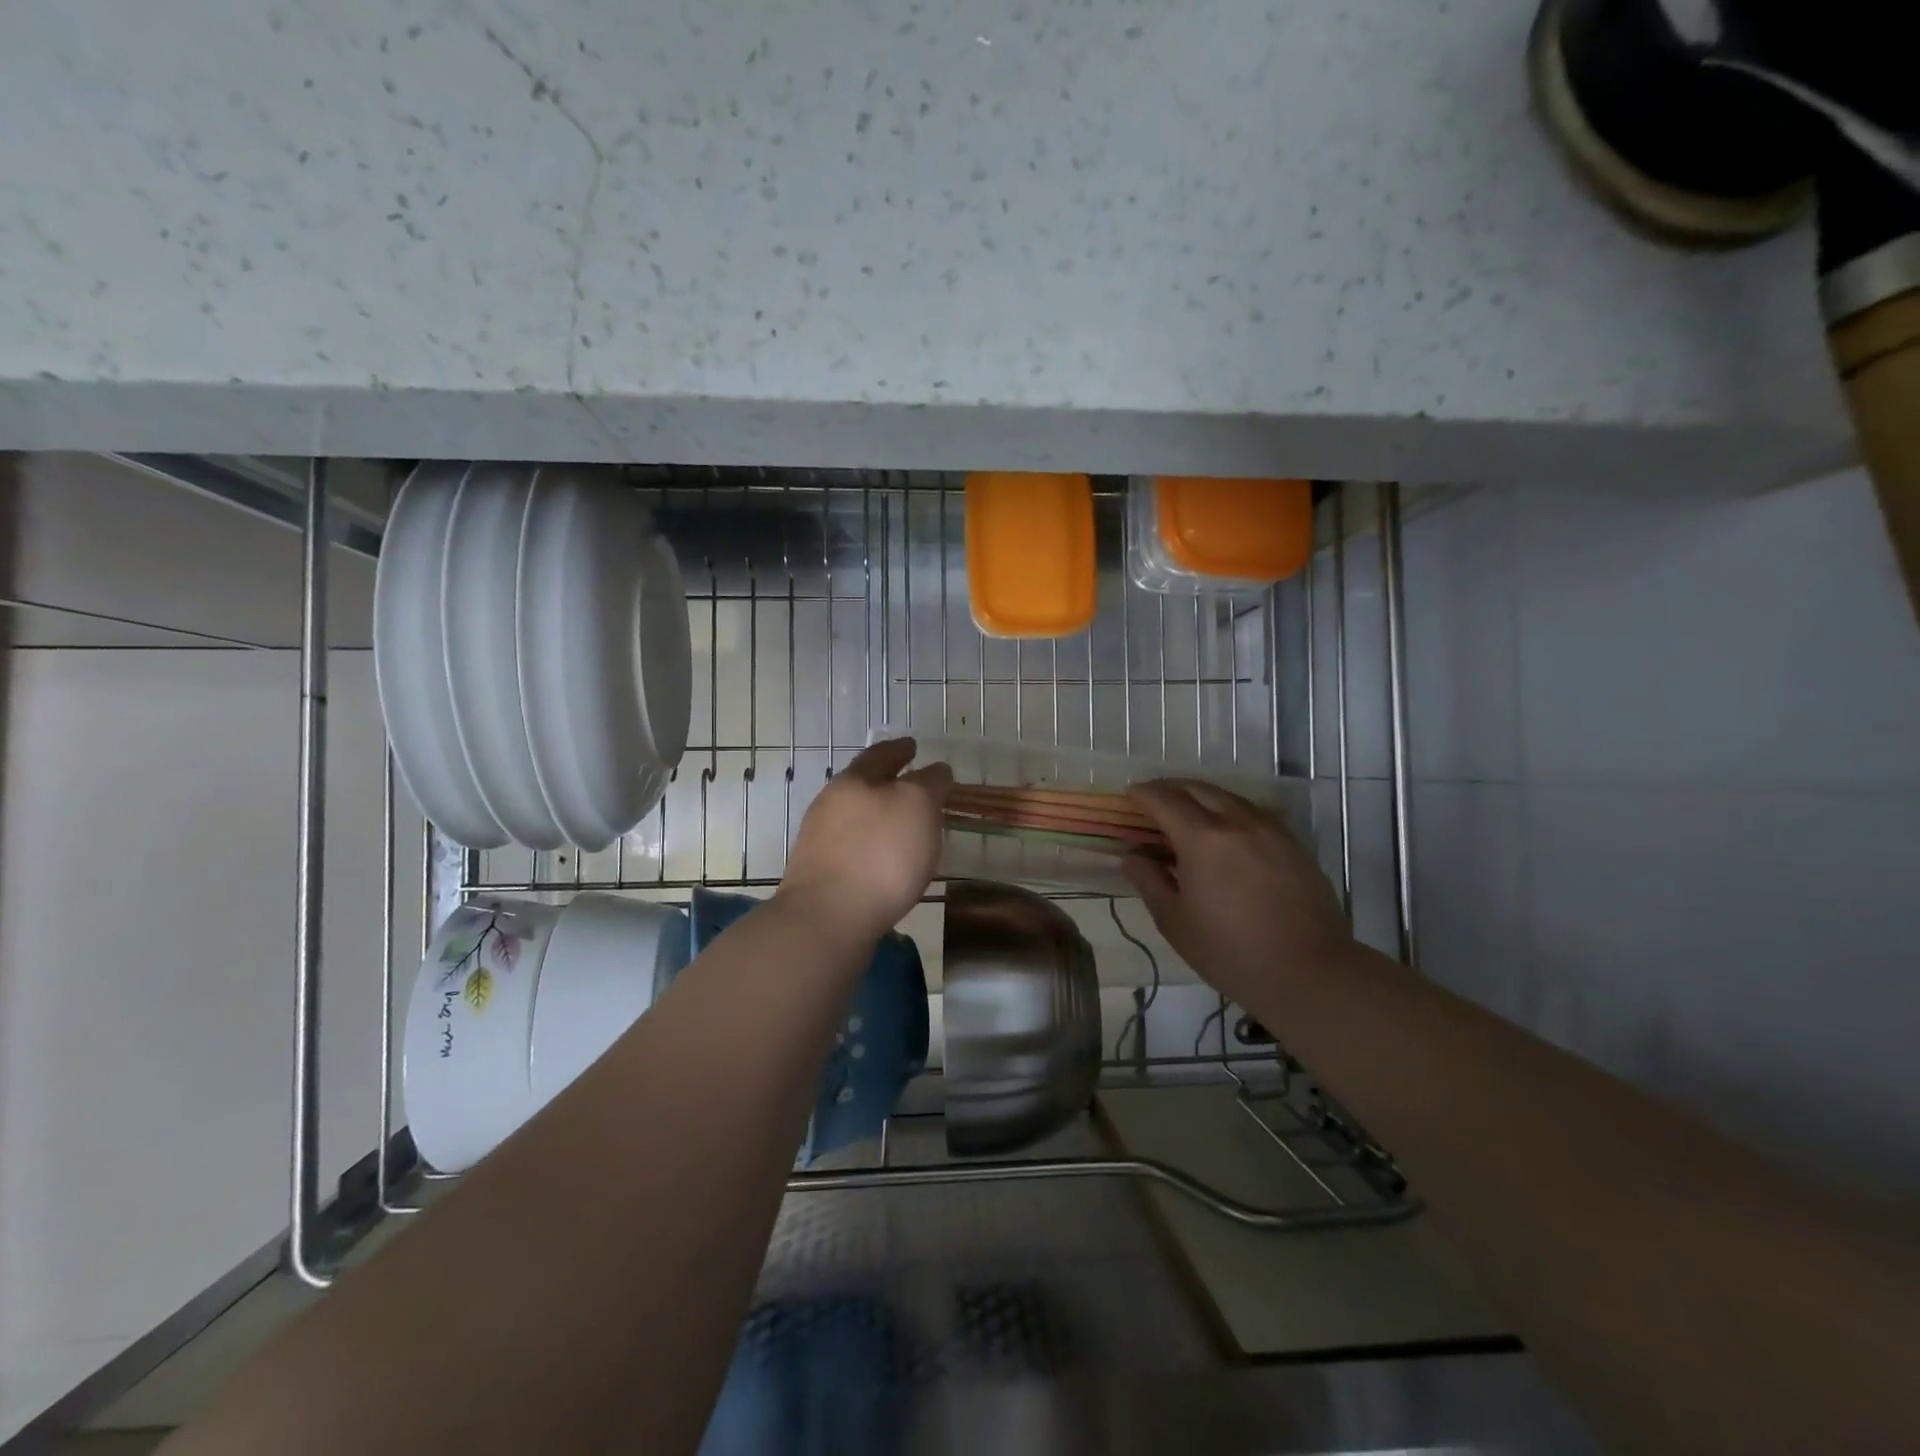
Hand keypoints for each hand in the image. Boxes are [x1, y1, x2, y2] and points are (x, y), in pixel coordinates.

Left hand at [778, 738, 952, 944]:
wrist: (827, 919)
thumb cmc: (880, 854)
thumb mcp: (918, 806)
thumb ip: (929, 783)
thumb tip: (935, 770)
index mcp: (853, 781)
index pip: (880, 755)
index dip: (900, 748)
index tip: (913, 745)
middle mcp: (830, 805)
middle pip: (863, 785)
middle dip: (888, 783)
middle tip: (914, 785)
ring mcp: (821, 842)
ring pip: (857, 818)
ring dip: (881, 817)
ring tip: (907, 826)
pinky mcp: (820, 875)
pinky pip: (854, 850)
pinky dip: (873, 847)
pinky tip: (888, 862)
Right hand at [1122, 780, 1351, 1007]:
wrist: (1309, 972)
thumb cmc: (1230, 952)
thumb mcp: (1175, 921)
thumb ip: (1150, 882)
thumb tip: (1133, 857)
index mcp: (1202, 838)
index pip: (1164, 800)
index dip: (1143, 794)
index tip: (1130, 795)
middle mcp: (1237, 822)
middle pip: (1198, 789)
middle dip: (1171, 788)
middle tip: (1153, 799)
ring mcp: (1271, 830)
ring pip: (1230, 797)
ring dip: (1203, 797)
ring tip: (1189, 812)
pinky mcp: (1294, 844)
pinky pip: (1255, 813)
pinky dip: (1232, 811)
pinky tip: (1229, 831)